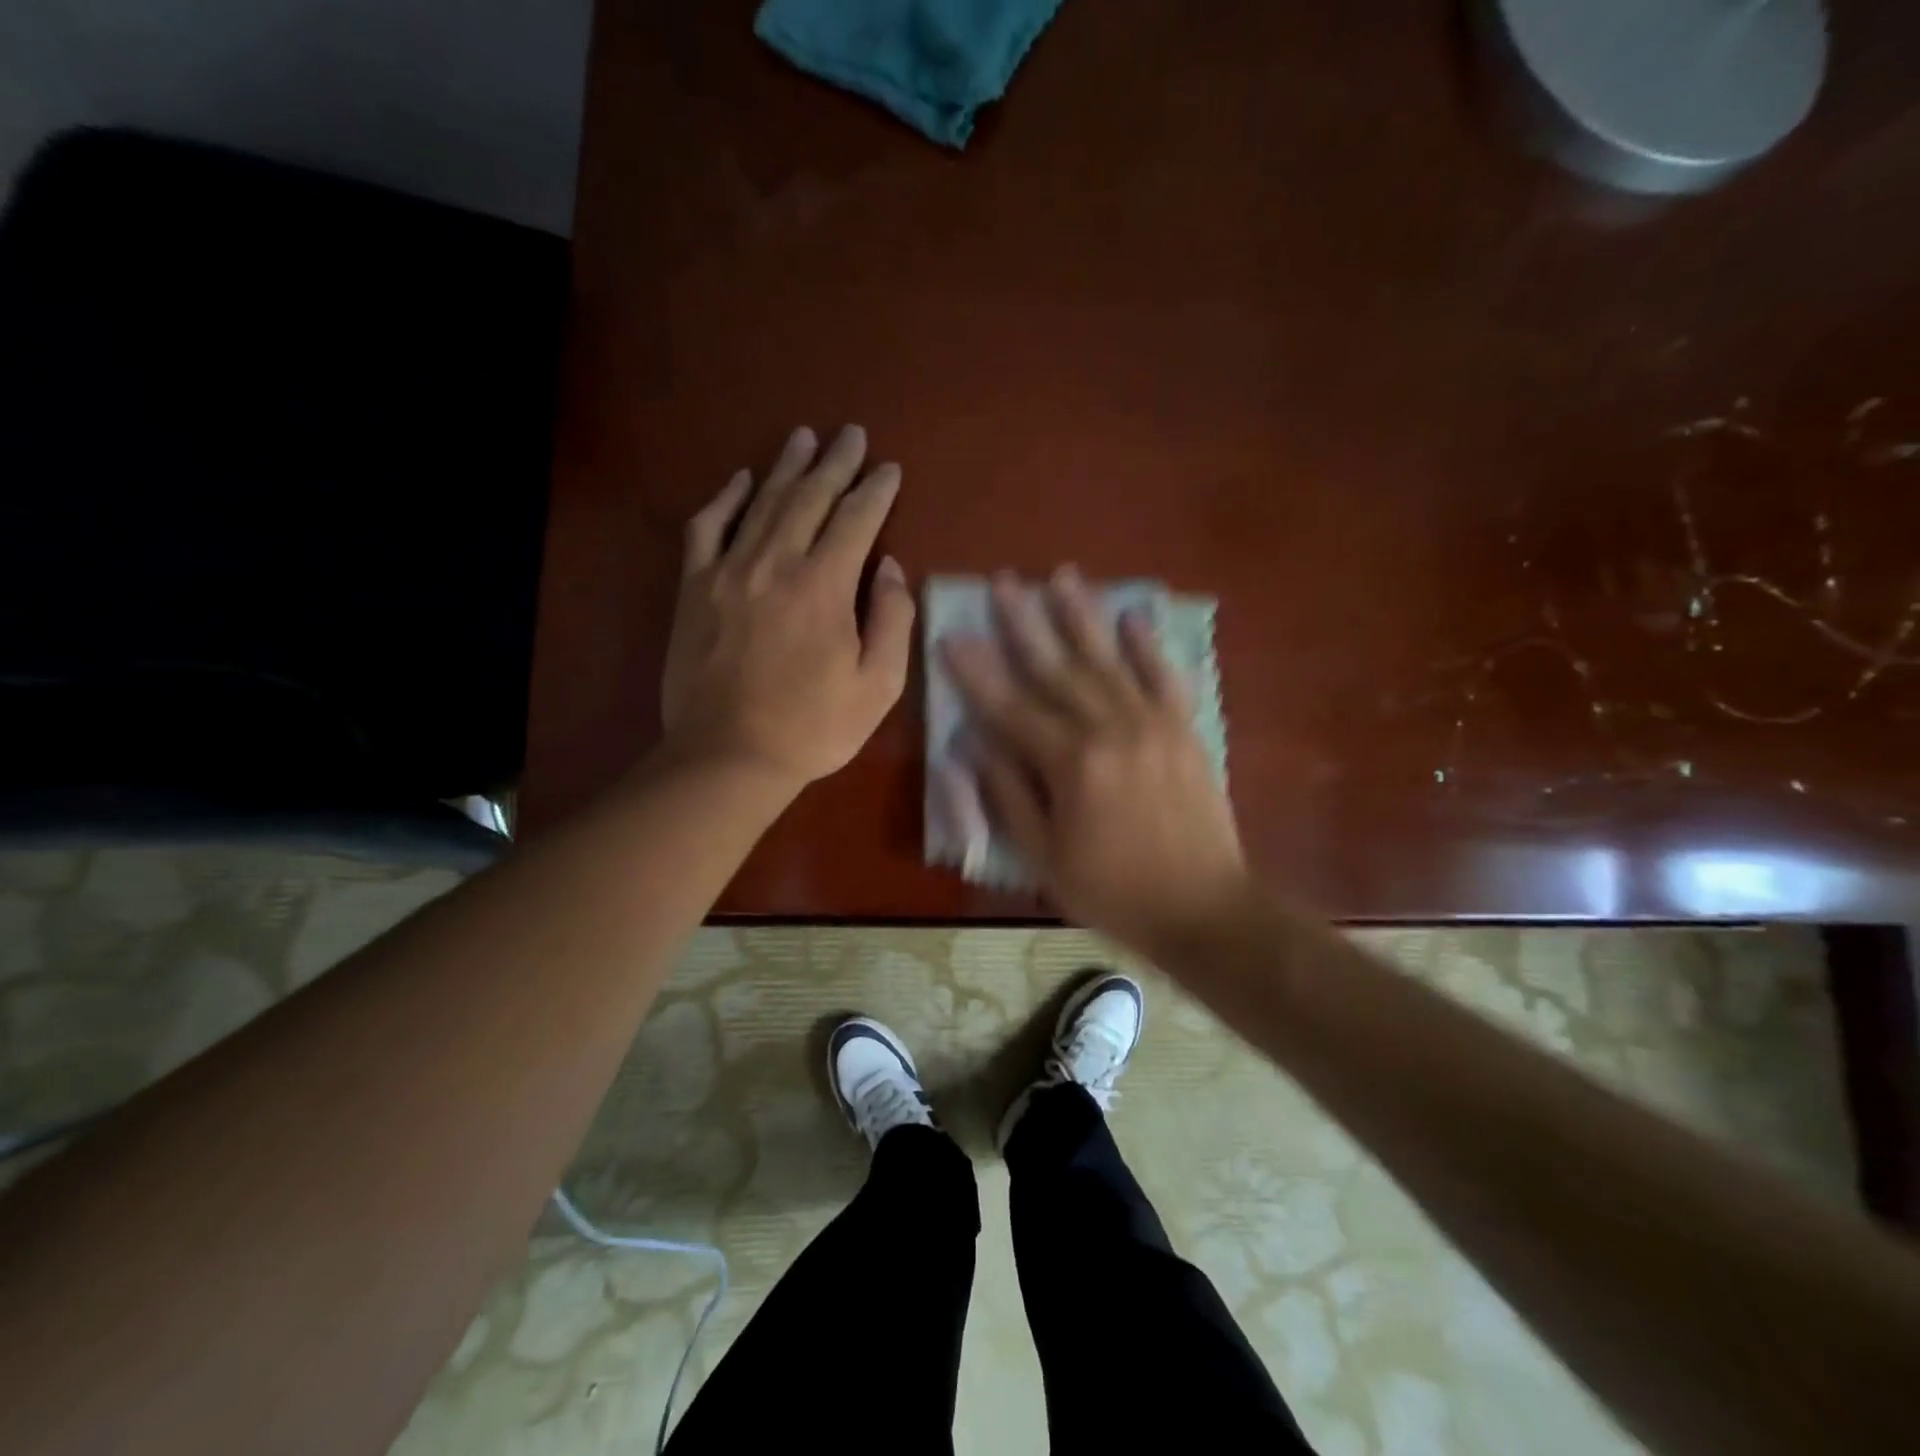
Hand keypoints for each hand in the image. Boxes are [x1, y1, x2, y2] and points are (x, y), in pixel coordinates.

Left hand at [660, 425, 913, 786]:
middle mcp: (776, 562)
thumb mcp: (877, 686)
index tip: (890, 469)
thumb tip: (889, 568)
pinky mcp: (694, 587)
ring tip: (804, 438)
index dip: (876, 490)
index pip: (857, 519)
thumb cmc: (812, 727)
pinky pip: (707, 527)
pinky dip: (726, 499)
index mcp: (825, 586)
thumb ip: (892, 621)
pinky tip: (741, 481)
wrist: (728, 755)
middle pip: (810, 497)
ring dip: (787, 467)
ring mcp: (728, 571)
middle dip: (836, 462)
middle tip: (851, 434)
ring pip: (762, 502)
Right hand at [941, 568, 1248, 953]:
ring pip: (1108, 659)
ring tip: (1061, 575)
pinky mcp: (1185, 729)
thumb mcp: (1044, 858)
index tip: (951, 636)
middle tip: (1002, 582)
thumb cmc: (1114, 891)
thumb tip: (974, 744)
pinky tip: (1133, 615)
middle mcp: (1110, 729)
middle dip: (1024, 622)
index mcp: (1070, 764)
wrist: (1205, 909)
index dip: (977, 672)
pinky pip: (1164, 676)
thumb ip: (1008, 795)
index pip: (1010, 707)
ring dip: (1082, 615)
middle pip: (1057, 668)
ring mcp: (1153, 723)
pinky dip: (1148, 645)